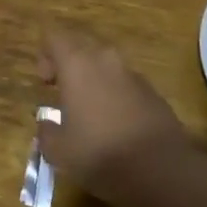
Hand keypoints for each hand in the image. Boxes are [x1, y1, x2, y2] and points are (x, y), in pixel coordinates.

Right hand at [37, 27, 190, 202]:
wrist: (160, 169)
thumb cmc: (99, 153)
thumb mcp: (58, 151)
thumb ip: (46, 132)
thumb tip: (47, 124)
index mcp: (77, 64)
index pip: (55, 37)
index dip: (45, 55)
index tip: (46, 83)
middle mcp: (105, 59)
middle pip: (81, 46)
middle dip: (70, 64)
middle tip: (64, 94)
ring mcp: (133, 74)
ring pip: (106, 65)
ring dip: (94, 80)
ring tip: (90, 113)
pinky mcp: (153, 92)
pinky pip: (126, 84)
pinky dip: (116, 95)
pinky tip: (116, 125)